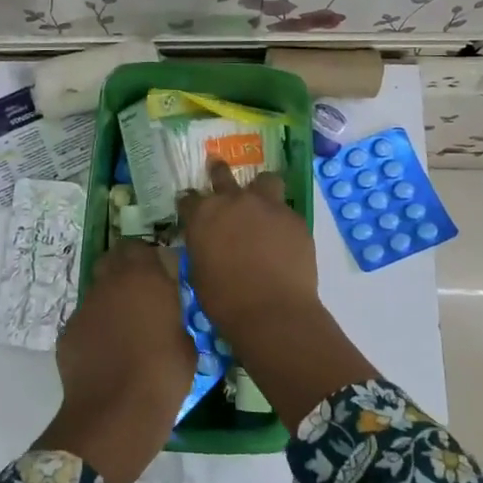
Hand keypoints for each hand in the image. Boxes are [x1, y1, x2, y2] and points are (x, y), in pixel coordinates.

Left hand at [34, 241, 193, 482]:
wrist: (116, 414)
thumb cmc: (163, 375)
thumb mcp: (186, 341)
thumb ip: (174, 315)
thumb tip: (168, 313)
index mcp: (143, 277)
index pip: (139, 247)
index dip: (147, 258)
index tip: (159, 275)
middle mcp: (110, 283)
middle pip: (112, 260)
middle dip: (124, 270)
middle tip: (141, 295)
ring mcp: (84, 307)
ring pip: (98, 292)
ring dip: (110, 303)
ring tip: (124, 333)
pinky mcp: (68, 332)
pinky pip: (85, 322)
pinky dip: (95, 331)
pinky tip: (106, 357)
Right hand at [179, 160, 375, 431]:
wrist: (272, 312)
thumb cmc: (224, 301)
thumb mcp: (199, 272)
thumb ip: (202, 247)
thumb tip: (208, 242)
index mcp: (202, 215)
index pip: (188, 198)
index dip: (189, 204)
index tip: (190, 208)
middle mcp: (233, 201)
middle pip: (222, 174)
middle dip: (218, 172)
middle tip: (217, 170)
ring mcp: (267, 205)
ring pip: (264, 180)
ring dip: (259, 188)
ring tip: (262, 200)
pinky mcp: (294, 217)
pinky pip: (285, 210)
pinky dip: (281, 219)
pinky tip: (283, 237)